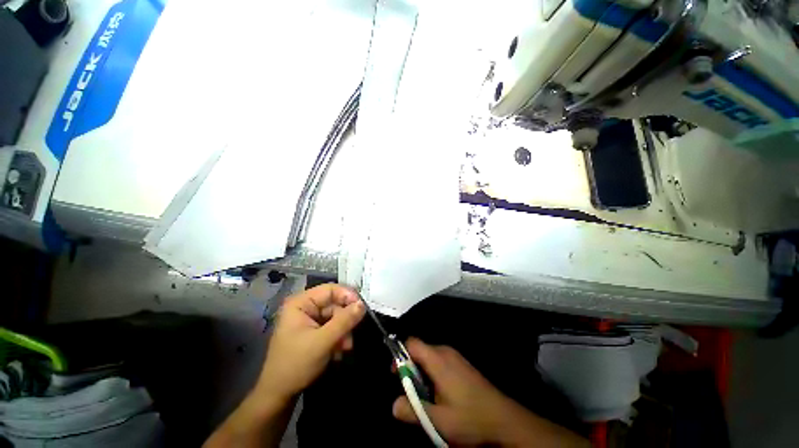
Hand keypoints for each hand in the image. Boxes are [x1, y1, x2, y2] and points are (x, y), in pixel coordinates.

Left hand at [255, 284, 364, 401]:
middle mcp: (305, 307)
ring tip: (345, 348)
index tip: (362, 307)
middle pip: (335, 304)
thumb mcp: (322, 342)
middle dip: (345, 320)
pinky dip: (339, 337)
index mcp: (301, 303)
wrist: (278, 395)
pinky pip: (333, 327)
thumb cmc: (296, 364)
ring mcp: (309, 320)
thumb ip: (344, 321)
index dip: (348, 295)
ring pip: (336, 317)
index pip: (330, 289)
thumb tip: (363, 304)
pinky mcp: (313, 331)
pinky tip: (338, 352)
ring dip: (343, 331)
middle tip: (351, 336)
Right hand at [392, 338, 588, 446]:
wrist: (504, 420)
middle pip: (419, 351)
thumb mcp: (438, 421)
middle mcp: (446, 352)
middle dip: (411, 369)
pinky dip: (434, 375)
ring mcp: (456, 357)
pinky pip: (440, 362)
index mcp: (438, 359)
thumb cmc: (470, 419)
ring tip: (427, 398)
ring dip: (423, 374)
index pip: (411, 343)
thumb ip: (412, 411)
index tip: (397, 375)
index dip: (400, 355)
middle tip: (412, 393)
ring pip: (429, 358)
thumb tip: (393, 405)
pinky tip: (442, 396)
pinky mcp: (462, 364)